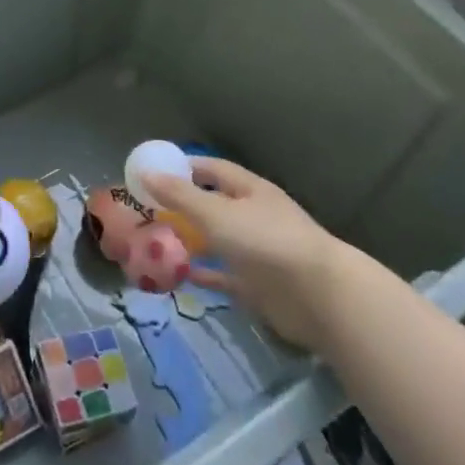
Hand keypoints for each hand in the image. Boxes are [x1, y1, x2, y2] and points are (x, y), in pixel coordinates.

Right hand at [141, 159, 341, 348]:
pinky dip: (204, 274)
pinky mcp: (259, 284)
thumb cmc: (265, 242)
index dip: (185, 168)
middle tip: (148, 211)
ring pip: (218, 240)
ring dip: (192, 240)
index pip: (213, 169)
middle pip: (214, 204)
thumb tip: (146, 173)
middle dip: (184, 206)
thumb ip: (180, 196)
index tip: (155, 173)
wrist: (318, 296)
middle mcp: (255, 216)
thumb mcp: (216, 213)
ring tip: (157, 242)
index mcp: (250, 190)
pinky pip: (224, 275)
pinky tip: (179, 275)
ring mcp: (258, 251)